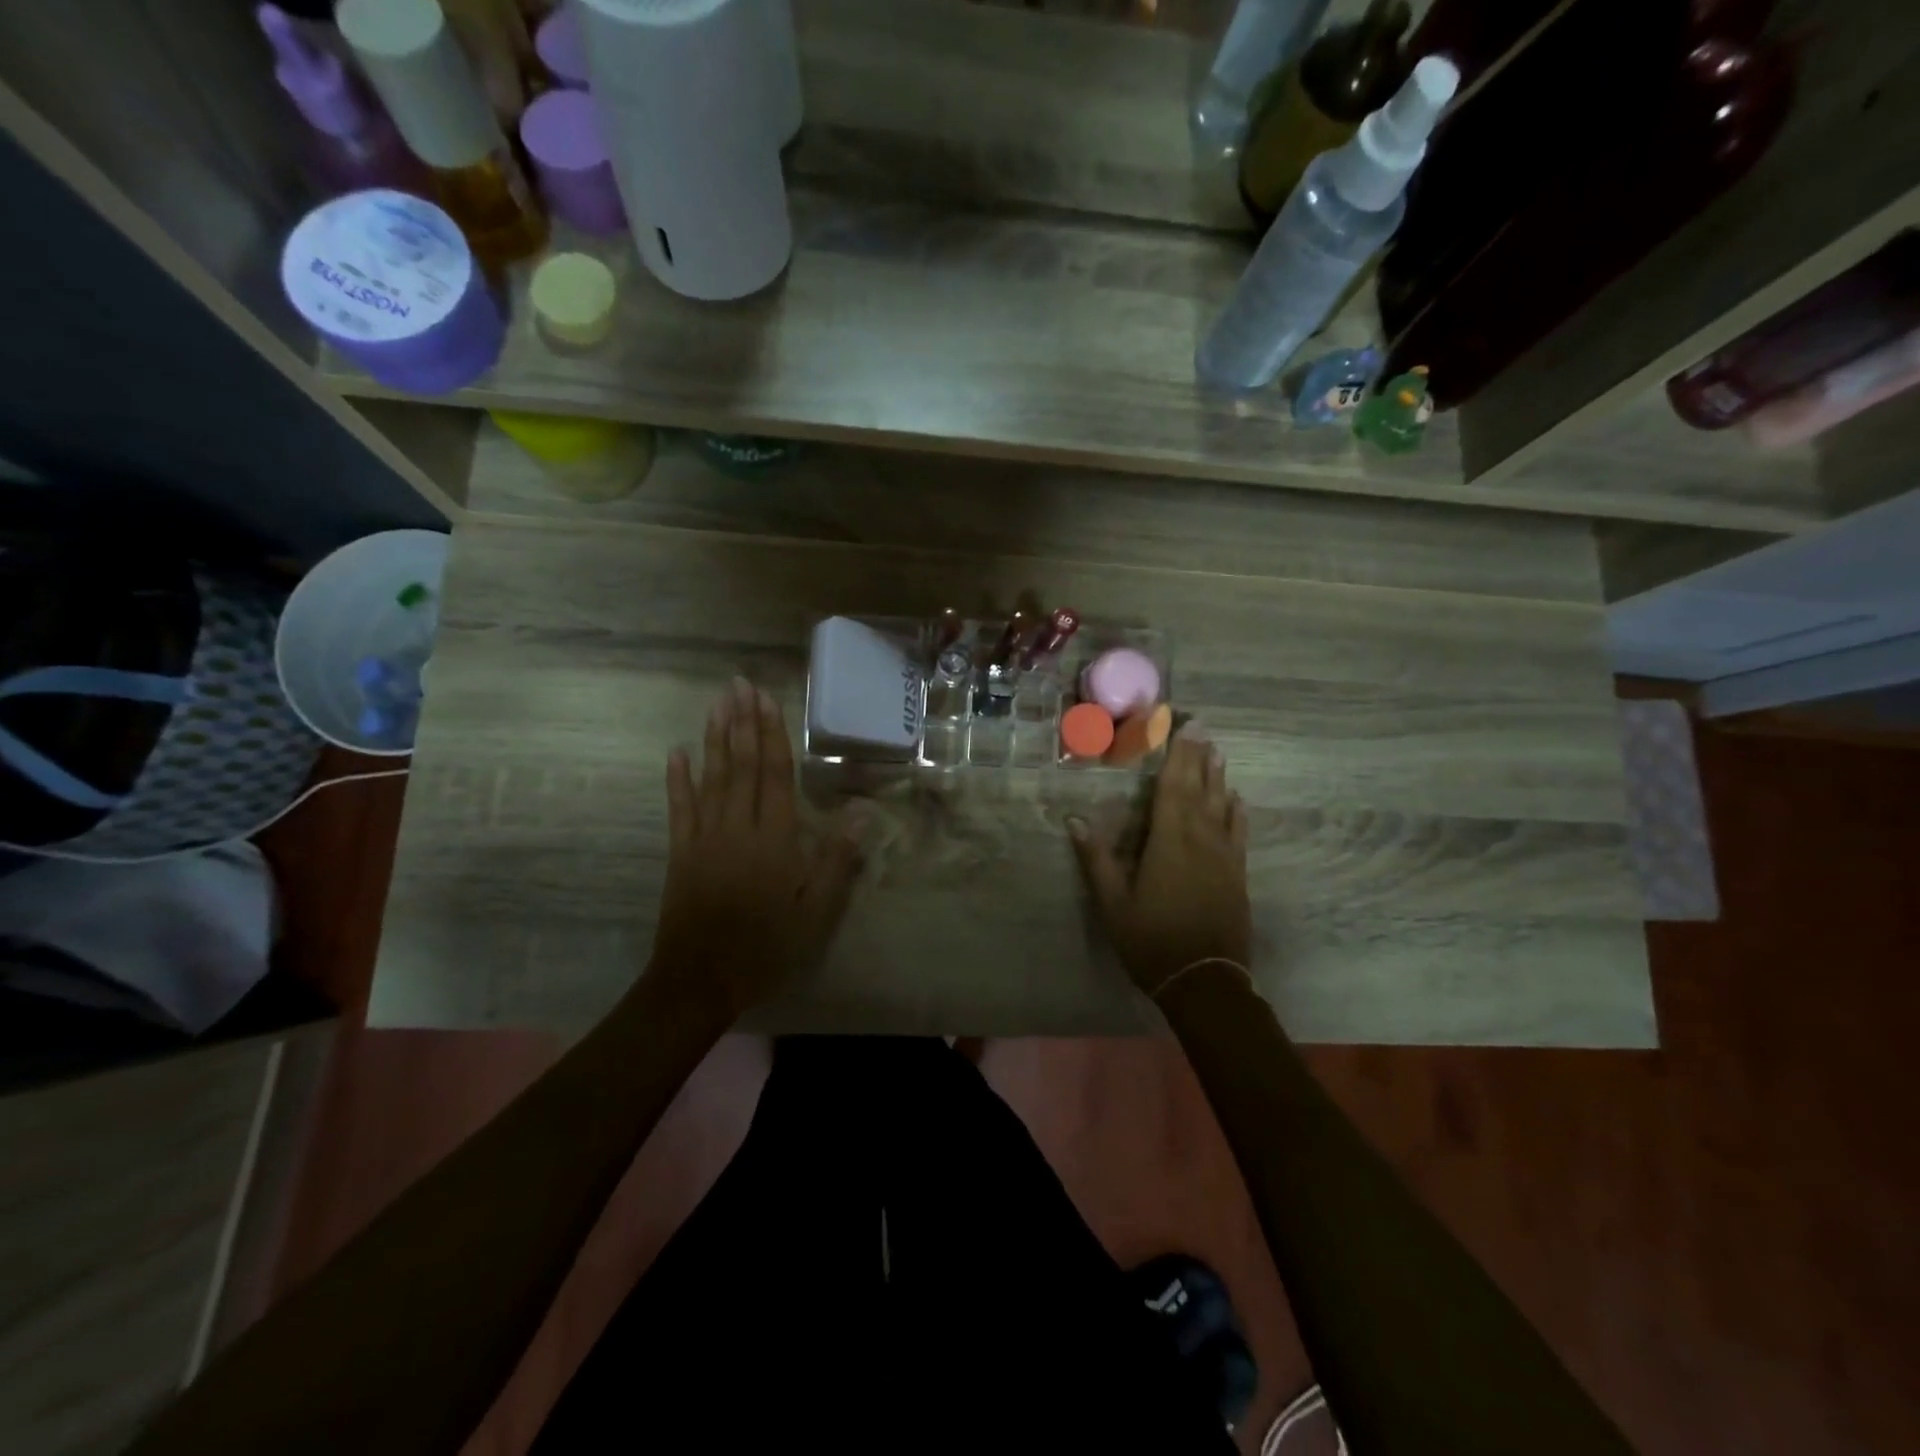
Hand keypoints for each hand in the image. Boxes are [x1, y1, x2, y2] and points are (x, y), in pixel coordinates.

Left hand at [648, 677, 862, 1021]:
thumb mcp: (817, 911)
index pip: (775, 774)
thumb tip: (863, 813)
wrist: (701, 980)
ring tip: (717, 703)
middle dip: (742, 722)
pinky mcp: (681, 852)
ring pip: (712, 777)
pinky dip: (677, 778)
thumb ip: (838, 860)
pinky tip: (676, 752)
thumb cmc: (767, 946)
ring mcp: (704, 837)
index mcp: (774, 838)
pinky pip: (679, 807)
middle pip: (742, 765)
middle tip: (739, 683)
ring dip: (714, 738)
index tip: (766, 699)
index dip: (772, 734)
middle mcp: (738, 827)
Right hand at [1069, 726, 1251, 997]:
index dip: (1177, 754)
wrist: (1204, 981)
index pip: (1173, 787)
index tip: (1184, 726)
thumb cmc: (1151, 940)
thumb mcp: (1113, 903)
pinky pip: (1238, 832)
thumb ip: (1096, 859)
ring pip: (1222, 805)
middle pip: (1200, 788)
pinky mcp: (1237, 874)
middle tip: (1203, 725)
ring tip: (1218, 751)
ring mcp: (1224, 856)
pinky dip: (1236, 811)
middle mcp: (1201, 839)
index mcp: (1169, 841)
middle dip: (1199, 755)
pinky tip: (1236, 799)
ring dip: (1219, 776)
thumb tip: (1074, 820)